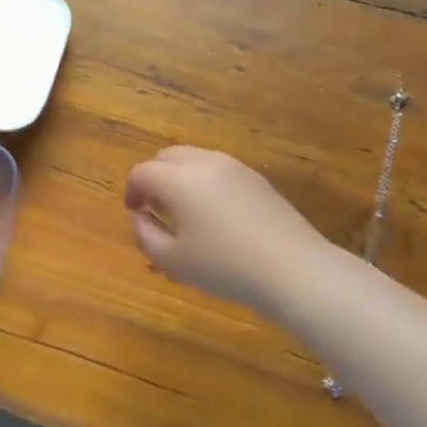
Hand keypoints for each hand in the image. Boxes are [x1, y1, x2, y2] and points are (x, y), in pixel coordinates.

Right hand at [124, 146, 329, 310]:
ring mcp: (235, 168)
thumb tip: (138, 217)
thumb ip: (145, 235)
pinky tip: (215, 216)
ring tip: (185, 213)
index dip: (132, 192)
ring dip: (180, 179)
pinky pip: (220, 171)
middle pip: (167, 157)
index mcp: (178, 180)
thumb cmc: (224, 267)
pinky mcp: (258, 179)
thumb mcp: (172, 261)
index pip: (142, 173)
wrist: (294, 270)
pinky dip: (206, 184)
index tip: (135, 214)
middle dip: (155, 178)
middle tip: (155, 209)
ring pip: (195, 160)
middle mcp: (205, 163)